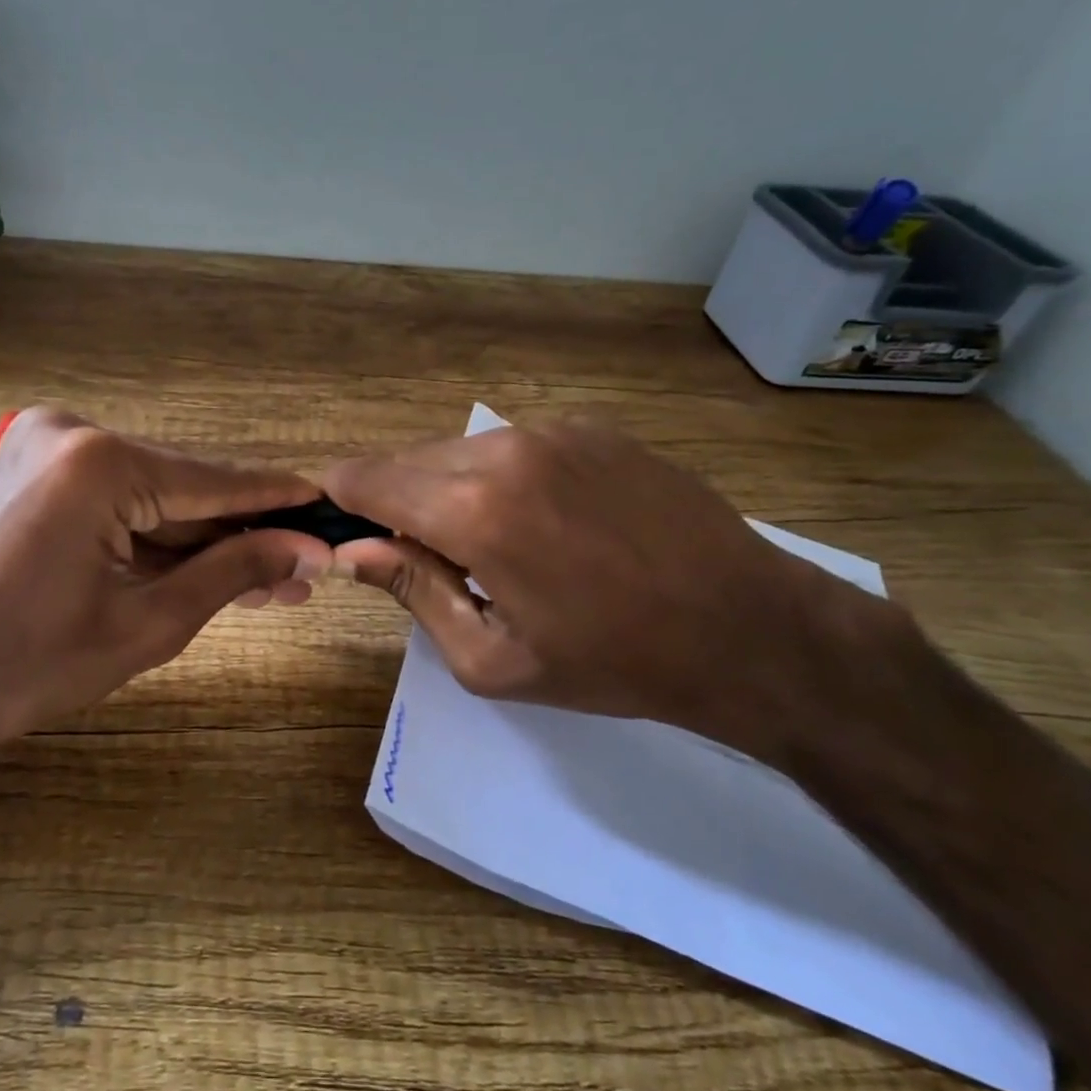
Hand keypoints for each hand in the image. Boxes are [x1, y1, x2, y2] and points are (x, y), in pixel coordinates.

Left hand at [0, 409, 331, 759]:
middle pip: (185, 486)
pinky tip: (211, 564)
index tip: (329, 507)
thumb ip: (235, 571)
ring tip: (271, 578)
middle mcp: (74, 431)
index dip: (277, 501)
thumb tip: (310, 550)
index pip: (213, 482)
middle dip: (242, 532)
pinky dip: (160, 532)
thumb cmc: (34, 665)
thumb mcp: (152, 623)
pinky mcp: (40, 463)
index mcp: (98, 465)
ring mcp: (50, 442)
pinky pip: (121, 496)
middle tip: (303, 568)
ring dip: (206, 538)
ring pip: (155, 493)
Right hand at [322, 419, 896, 759]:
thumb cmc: (612, 662)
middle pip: (409, 459)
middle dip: (395, 500)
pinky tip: (539, 520)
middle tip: (420, 555)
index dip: (341, 498)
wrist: (752, 629)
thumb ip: (412, 592)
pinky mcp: (592, 428)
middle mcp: (505, 450)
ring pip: (460, 450)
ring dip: (447, 487)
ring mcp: (554, 430)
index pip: (368, 479)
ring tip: (485, 543)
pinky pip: (513, 446)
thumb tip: (351, 551)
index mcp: (474, 510)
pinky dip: (499, 476)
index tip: (339, 524)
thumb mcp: (492, 658)